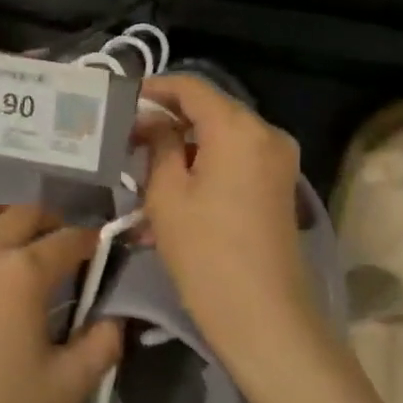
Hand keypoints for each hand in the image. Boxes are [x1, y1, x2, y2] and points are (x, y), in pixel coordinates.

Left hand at [0, 205, 123, 402]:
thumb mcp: (62, 389)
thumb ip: (99, 350)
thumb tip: (115, 321)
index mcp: (24, 272)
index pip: (68, 240)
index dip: (89, 240)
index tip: (98, 249)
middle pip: (22, 214)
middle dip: (48, 220)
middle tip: (56, 239)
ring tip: (5, 235)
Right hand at [137, 76, 331, 368]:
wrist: (262, 314)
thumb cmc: (205, 250)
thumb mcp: (167, 194)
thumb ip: (159, 145)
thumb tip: (153, 122)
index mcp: (238, 127)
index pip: (191, 87)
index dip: (155, 88)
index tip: (122, 100)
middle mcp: (266, 133)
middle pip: (210, 112)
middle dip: (168, 122)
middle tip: (128, 141)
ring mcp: (278, 162)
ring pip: (221, 141)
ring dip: (183, 152)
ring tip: (143, 176)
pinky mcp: (279, 188)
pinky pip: (236, 164)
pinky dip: (204, 171)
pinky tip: (172, 199)